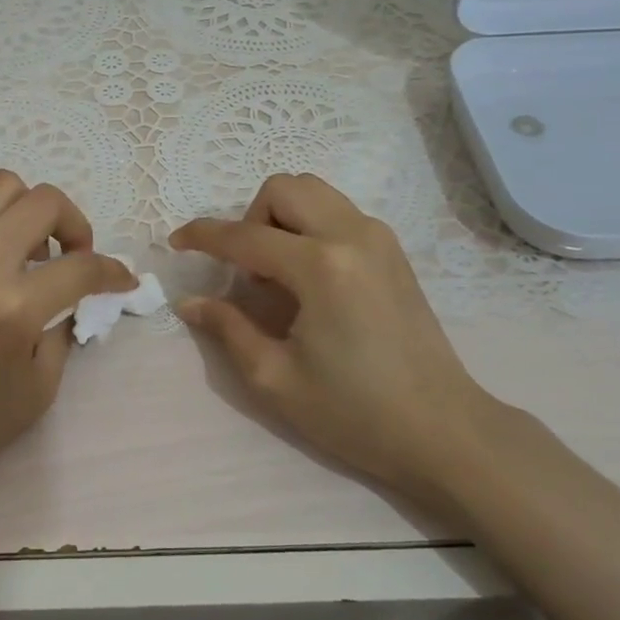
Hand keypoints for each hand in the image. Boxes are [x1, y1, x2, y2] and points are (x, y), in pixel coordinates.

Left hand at [0, 170, 136, 512]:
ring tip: (25, 247)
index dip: (114, 271)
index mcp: (13, 310)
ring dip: (27, 209)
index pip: (82, 268)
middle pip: (45, 202)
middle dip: (76, 224)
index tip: (121, 280)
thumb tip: (75, 299)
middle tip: (73, 257)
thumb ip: (63, 334)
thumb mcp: (37, 393)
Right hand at [170, 173, 531, 511]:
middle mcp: (352, 236)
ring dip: (280, 218)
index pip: (245, 236)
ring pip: (314, 192)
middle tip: (245, 270)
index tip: (176, 244)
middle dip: (249, 219)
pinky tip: (308, 278)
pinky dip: (309, 227)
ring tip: (276, 273)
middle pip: (283, 189)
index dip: (203, 236)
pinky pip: (337, 212)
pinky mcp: (393, 251)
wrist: (443, 429)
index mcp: (321, 268)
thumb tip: (189, 302)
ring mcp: (379, 238)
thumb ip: (228, 329)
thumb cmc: (355, 412)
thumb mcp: (275, 378)